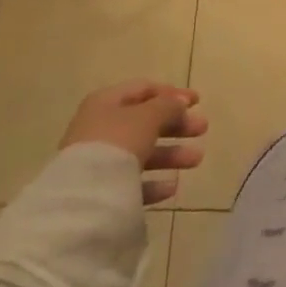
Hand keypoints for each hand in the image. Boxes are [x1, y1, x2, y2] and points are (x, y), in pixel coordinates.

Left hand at [60, 82, 207, 204]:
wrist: (83, 196)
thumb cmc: (117, 142)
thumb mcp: (148, 116)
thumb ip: (168, 106)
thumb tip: (179, 103)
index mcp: (107, 102)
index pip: (144, 89)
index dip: (172, 93)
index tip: (198, 102)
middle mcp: (100, 128)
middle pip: (145, 122)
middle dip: (176, 125)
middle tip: (202, 129)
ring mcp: (97, 161)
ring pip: (141, 152)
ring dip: (171, 154)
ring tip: (196, 160)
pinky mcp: (99, 190)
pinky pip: (131, 181)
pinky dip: (152, 182)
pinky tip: (171, 187)